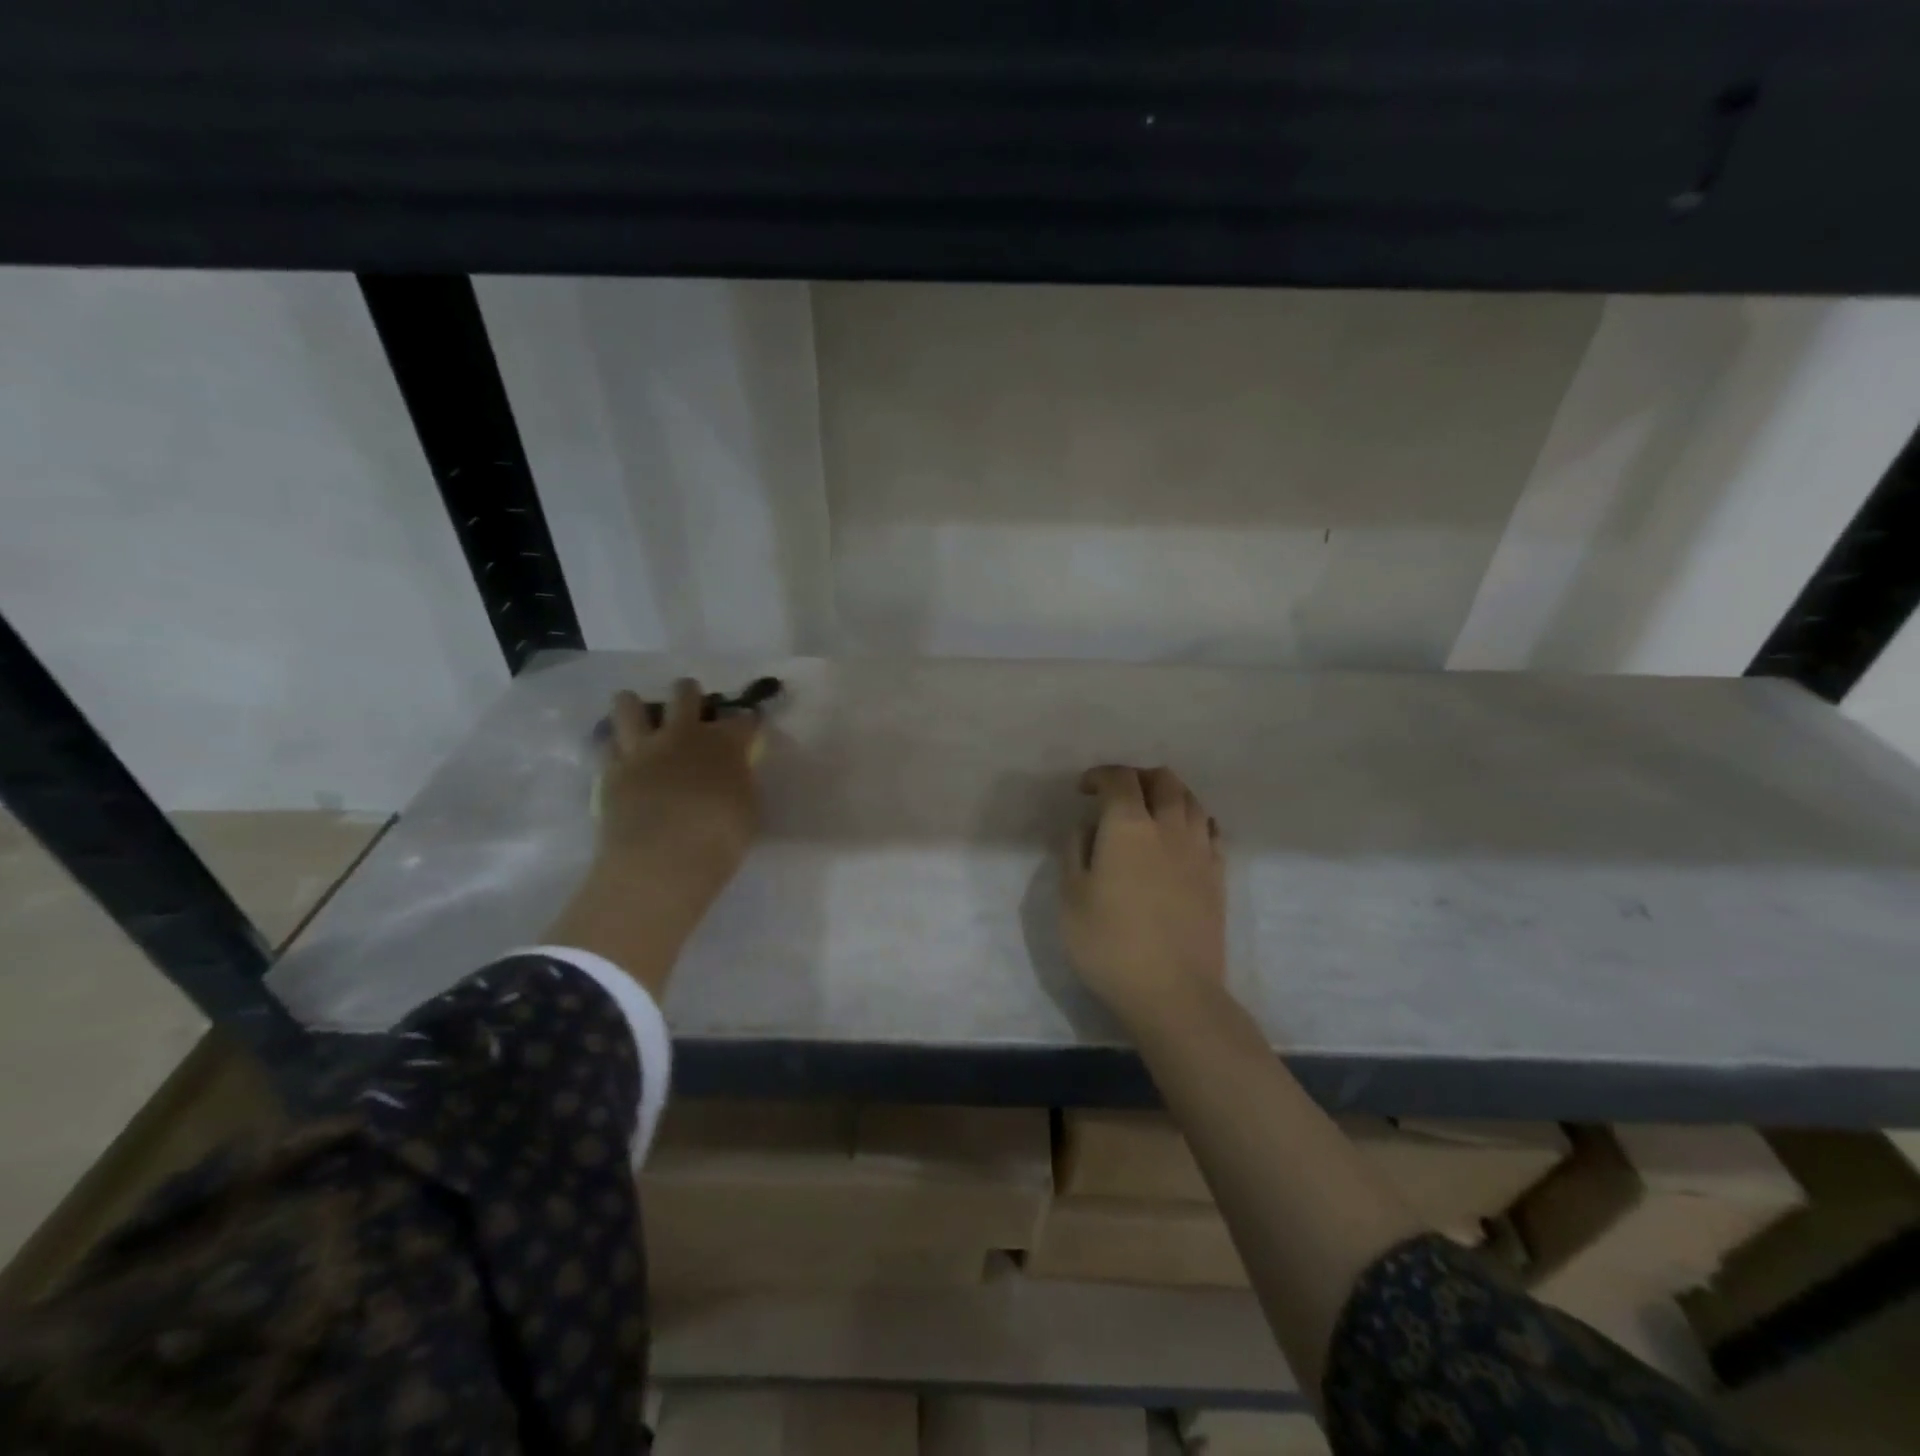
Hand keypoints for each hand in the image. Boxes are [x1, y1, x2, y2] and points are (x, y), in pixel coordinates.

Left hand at [596, 679, 760, 898]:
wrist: (662, 859)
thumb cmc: (720, 838)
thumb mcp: (748, 810)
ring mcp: (643, 748)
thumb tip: (733, 774)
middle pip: (685, 694)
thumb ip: (740, 783)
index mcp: (726, 743)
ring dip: (636, 706)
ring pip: (629, 704)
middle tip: (691, 709)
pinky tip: (619, 751)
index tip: (749, 730)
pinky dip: (613, 743)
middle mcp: (684, 734)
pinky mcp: (611, 769)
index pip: (744, 719)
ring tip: (641, 718)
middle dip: (690, 694)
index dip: (748, 723)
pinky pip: (606, 742)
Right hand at [1060, 765, 1224, 1025]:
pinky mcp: (1218, 876)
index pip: (1120, 779)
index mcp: (1129, 827)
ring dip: (1169, 794)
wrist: (1174, 992)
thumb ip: (1076, 852)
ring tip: (1151, 812)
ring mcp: (1200, 851)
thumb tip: (1088, 827)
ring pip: (1191, 800)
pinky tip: (1181, 838)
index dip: (1100, 775)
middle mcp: (1169, 827)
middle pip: (1164, 780)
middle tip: (1119, 794)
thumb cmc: (1110, 944)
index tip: (1084, 789)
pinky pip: (1209, 830)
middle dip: (1139, 777)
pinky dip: (1192, 821)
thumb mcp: (1071, 897)